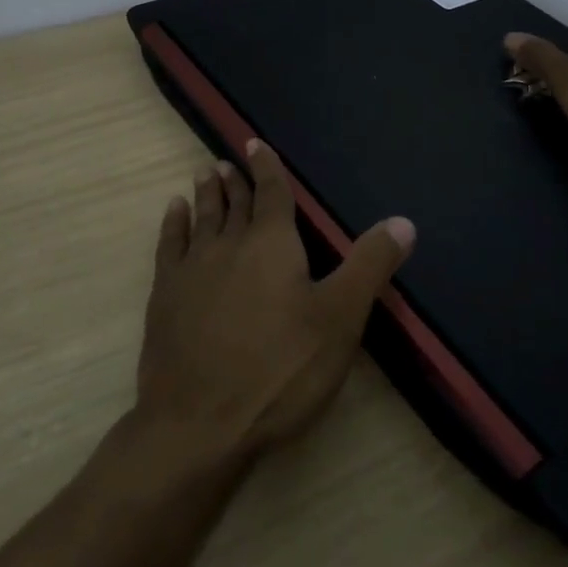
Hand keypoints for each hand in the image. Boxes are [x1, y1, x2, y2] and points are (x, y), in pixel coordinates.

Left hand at [136, 139, 414, 460]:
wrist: (199, 422)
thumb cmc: (280, 369)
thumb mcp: (340, 319)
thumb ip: (369, 265)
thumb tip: (403, 220)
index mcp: (272, 244)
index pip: (272, 193)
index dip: (267, 168)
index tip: (255, 144)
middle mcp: (229, 245)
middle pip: (235, 204)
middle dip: (236, 181)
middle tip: (228, 162)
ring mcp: (192, 269)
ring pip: (202, 218)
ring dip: (207, 195)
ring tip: (206, 173)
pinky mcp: (164, 295)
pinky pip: (169, 245)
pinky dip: (173, 223)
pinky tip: (173, 211)